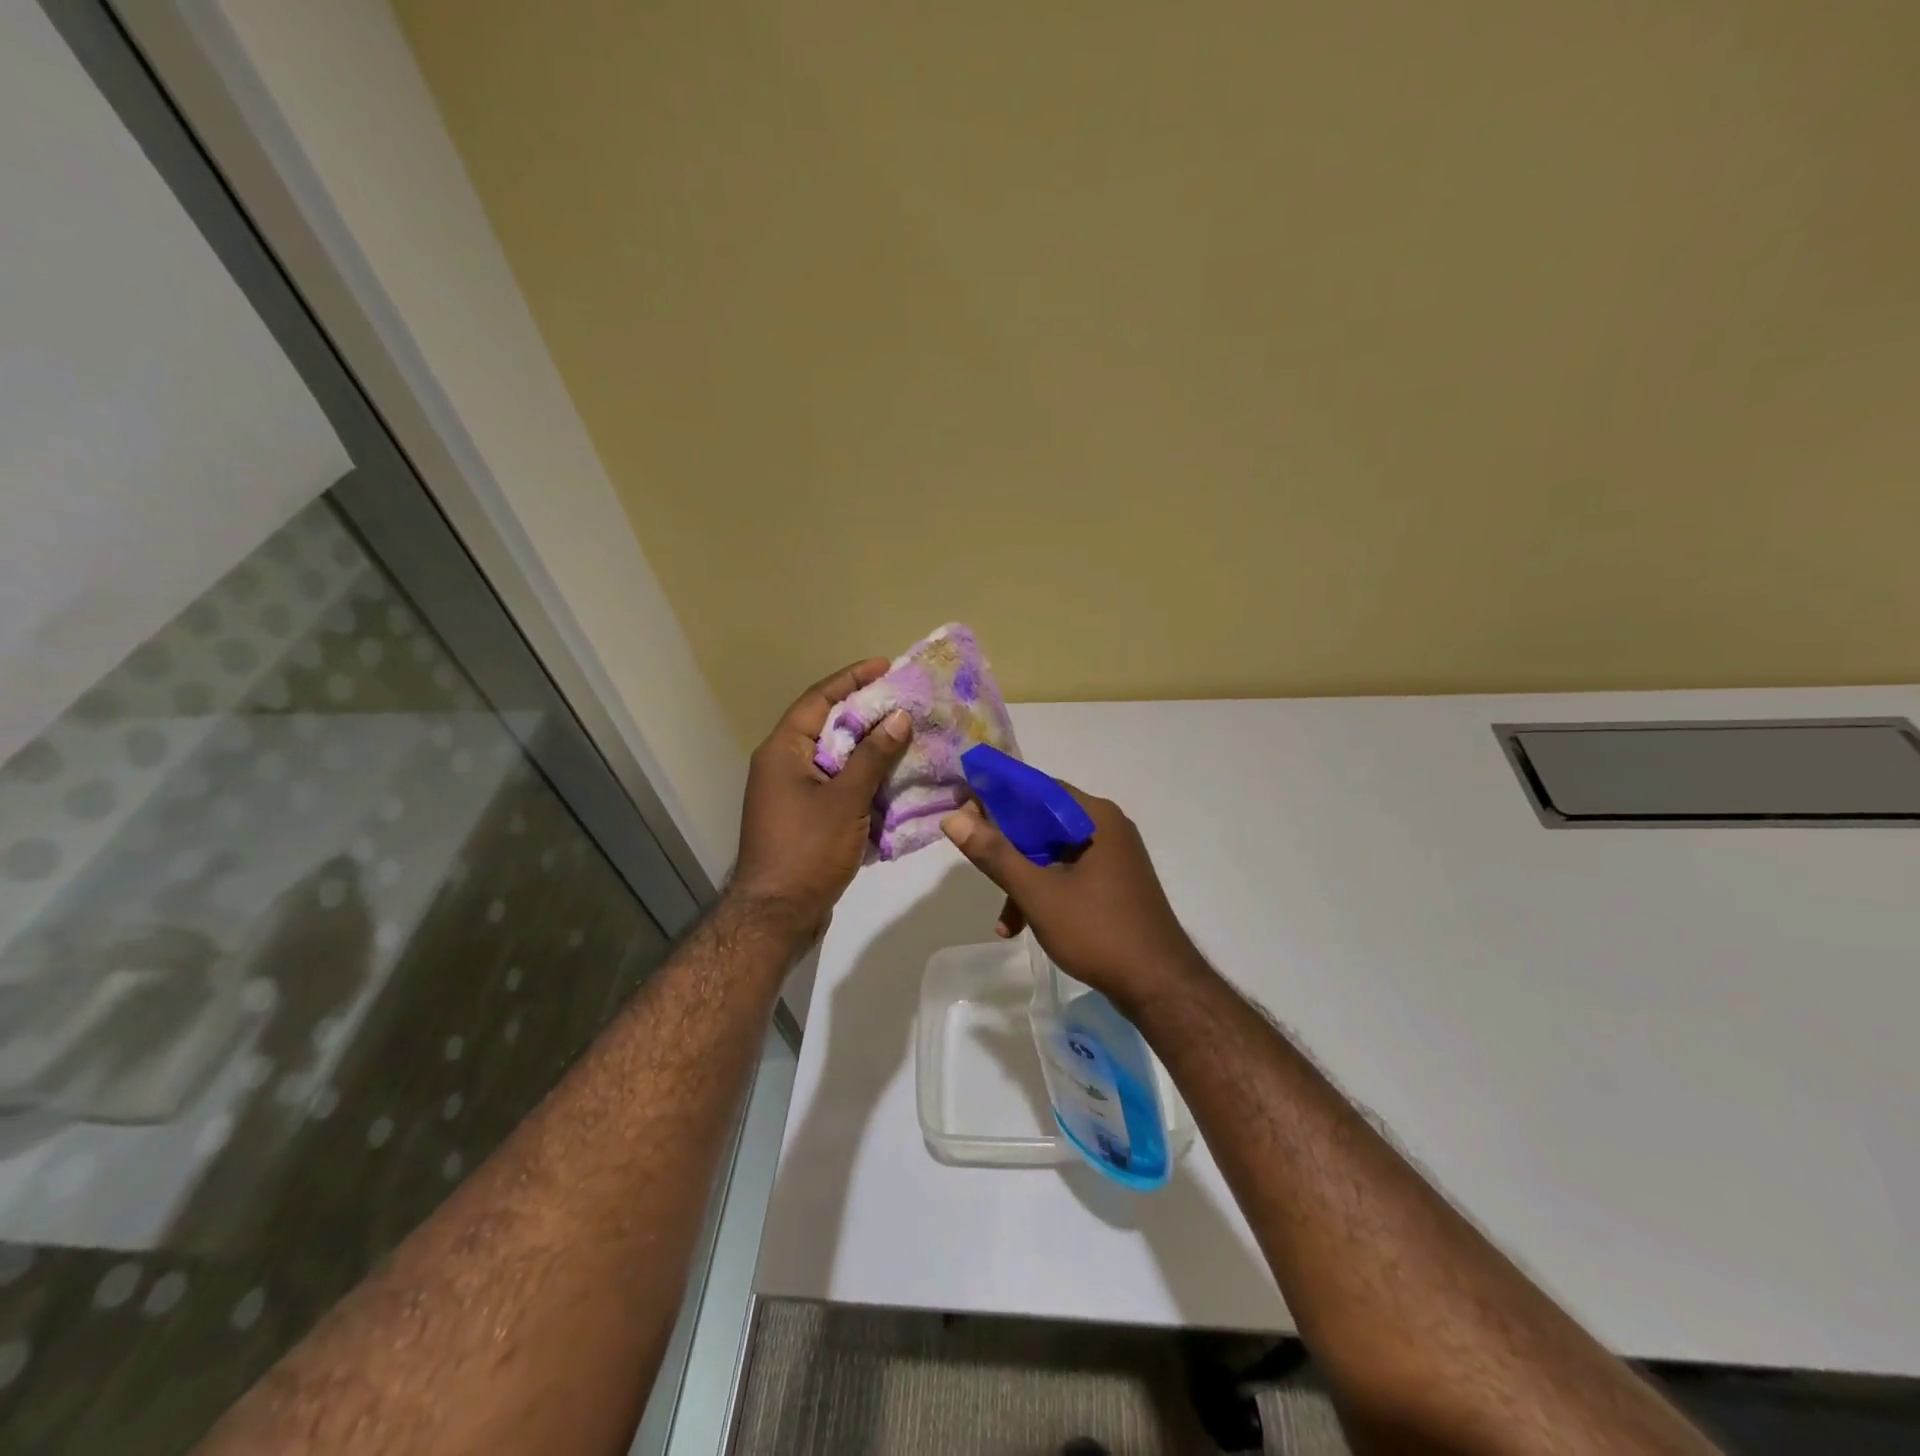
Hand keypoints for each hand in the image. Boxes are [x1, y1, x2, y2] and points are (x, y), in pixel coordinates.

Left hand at [729, 659, 911, 942]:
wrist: (776, 916)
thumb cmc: (806, 851)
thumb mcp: (845, 800)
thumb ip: (873, 756)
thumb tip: (899, 717)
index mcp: (783, 751)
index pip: (818, 699)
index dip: (852, 679)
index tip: (886, 666)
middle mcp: (783, 765)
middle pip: (828, 726)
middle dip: (867, 713)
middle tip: (905, 702)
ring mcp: (792, 794)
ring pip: (836, 759)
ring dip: (869, 749)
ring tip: (908, 737)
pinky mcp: (805, 819)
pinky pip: (838, 787)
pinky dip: (864, 781)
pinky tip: (894, 781)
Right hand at [939, 786, 1203, 1010]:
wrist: (1160, 986)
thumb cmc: (1098, 931)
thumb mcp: (1038, 893)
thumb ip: (995, 854)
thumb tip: (953, 819)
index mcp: (1094, 816)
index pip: (1036, 788)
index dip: (996, 795)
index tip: (962, 808)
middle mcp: (1106, 827)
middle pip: (1042, 821)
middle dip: (1006, 845)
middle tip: (972, 856)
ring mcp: (1113, 857)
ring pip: (1052, 852)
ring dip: (1022, 878)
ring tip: (1002, 919)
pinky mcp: (1114, 884)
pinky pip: (1068, 873)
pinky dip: (1044, 892)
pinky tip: (1022, 927)